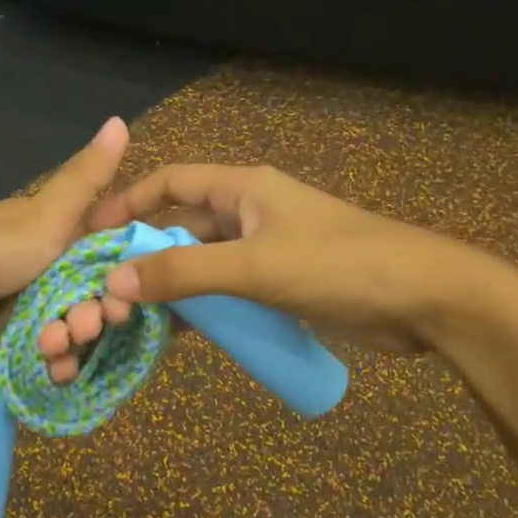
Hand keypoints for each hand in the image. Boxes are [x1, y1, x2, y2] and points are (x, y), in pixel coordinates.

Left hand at [0, 117, 130, 378]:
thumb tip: (120, 119)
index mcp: (49, 235)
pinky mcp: (11, 348)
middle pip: (90, 296)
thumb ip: (87, 178)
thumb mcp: (44, 215)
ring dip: (74, 342)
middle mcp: (40, 271)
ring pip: (72, 330)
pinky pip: (48, 359)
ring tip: (56, 345)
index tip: (132, 287)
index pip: (102, 253)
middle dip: (96, 313)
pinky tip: (55, 369)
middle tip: (88, 323)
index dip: (121, 271)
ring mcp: (25, 311)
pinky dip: (55, 364)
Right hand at [38, 164, 503, 378]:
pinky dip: (203, 309)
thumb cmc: (339, 266)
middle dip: (146, 255)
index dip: (129, 202)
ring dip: (173, 288)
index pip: (172, 182)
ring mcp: (267, 251)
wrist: (426, 299)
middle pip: (183, 227)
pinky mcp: (282, 285)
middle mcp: (249, 213)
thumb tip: (114, 280)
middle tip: (105, 290)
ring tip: (132, 319)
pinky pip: (228, 291)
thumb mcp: (254, 267)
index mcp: (244, 189)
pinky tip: (178, 336)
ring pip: (204, 264)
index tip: (91, 233)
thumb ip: (185, 274)